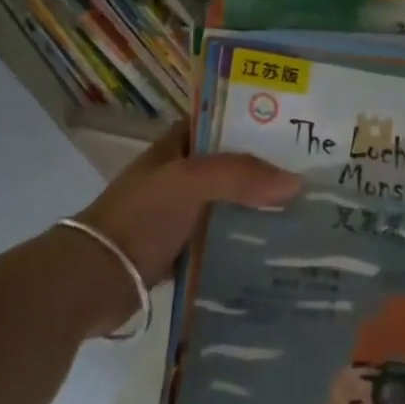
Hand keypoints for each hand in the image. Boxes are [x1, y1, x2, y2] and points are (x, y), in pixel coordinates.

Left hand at [71, 124, 299, 332]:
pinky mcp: (180, 252)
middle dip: (262, 170)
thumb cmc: (140, 218)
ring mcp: (177, 217)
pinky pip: (220, 240)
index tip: (289, 131)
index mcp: (172, 150)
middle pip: (226, 168)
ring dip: (256, 208)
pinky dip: (243, 242)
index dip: (248, 123)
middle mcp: (175, 179)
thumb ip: (240, 175)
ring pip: (226, 205)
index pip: (215, 126)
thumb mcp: (189, 181)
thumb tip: (295, 183)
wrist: (96, 280)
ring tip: (303, 212)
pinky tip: (275, 248)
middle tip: (308, 176)